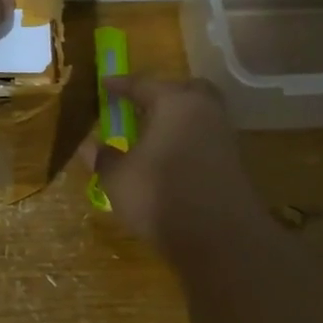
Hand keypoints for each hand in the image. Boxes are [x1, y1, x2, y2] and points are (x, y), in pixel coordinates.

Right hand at [81, 76, 269, 258]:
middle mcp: (204, 110)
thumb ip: (103, 158)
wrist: (219, 238)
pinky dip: (186, 140)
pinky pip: (204, 138)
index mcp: (175, 102)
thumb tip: (88, 146)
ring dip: (175, 120)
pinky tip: (169, 158)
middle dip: (160, 95)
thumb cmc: (160, 195)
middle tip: (137, 105)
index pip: (142, 84)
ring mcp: (224, 136)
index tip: (103, 84)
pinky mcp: (233, 162)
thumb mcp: (118, 178)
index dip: (119, 85)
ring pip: (197, 115)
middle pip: (183, 91)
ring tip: (150, 135)